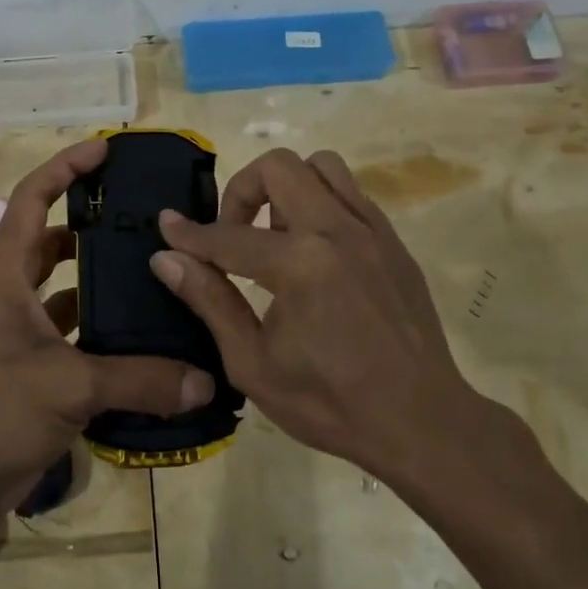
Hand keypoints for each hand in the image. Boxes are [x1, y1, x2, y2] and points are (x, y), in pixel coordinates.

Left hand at [0, 139, 215, 519]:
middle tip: (145, 221)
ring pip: (65, 291)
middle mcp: (10, 293)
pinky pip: (72, 335)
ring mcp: (19, 333)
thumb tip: (205, 381)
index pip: (32, 198)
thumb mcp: (67, 384)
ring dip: (100, 283)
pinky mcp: (30, 368)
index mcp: (5, 273)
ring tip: (154, 275)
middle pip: (52, 242)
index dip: (65, 167)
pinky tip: (142, 340)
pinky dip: (101, 333)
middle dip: (93, 227)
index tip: (105, 150)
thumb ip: (140, 379)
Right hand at [150, 147, 504, 486]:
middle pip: (278, 167)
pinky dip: (320, 204)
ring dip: (286, 189)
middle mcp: (337, 230)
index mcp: (300, 264)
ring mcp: (372, 230)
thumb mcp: (253, 363)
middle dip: (242, 191)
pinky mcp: (394, 241)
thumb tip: (166, 258)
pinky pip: (350, 194)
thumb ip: (210, 301)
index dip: (189, 233)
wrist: (421, 422)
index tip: (166, 225)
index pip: (228, 236)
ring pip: (321, 167)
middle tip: (232, 235)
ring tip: (276, 237)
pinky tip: (313, 252)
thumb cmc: (329, 403)